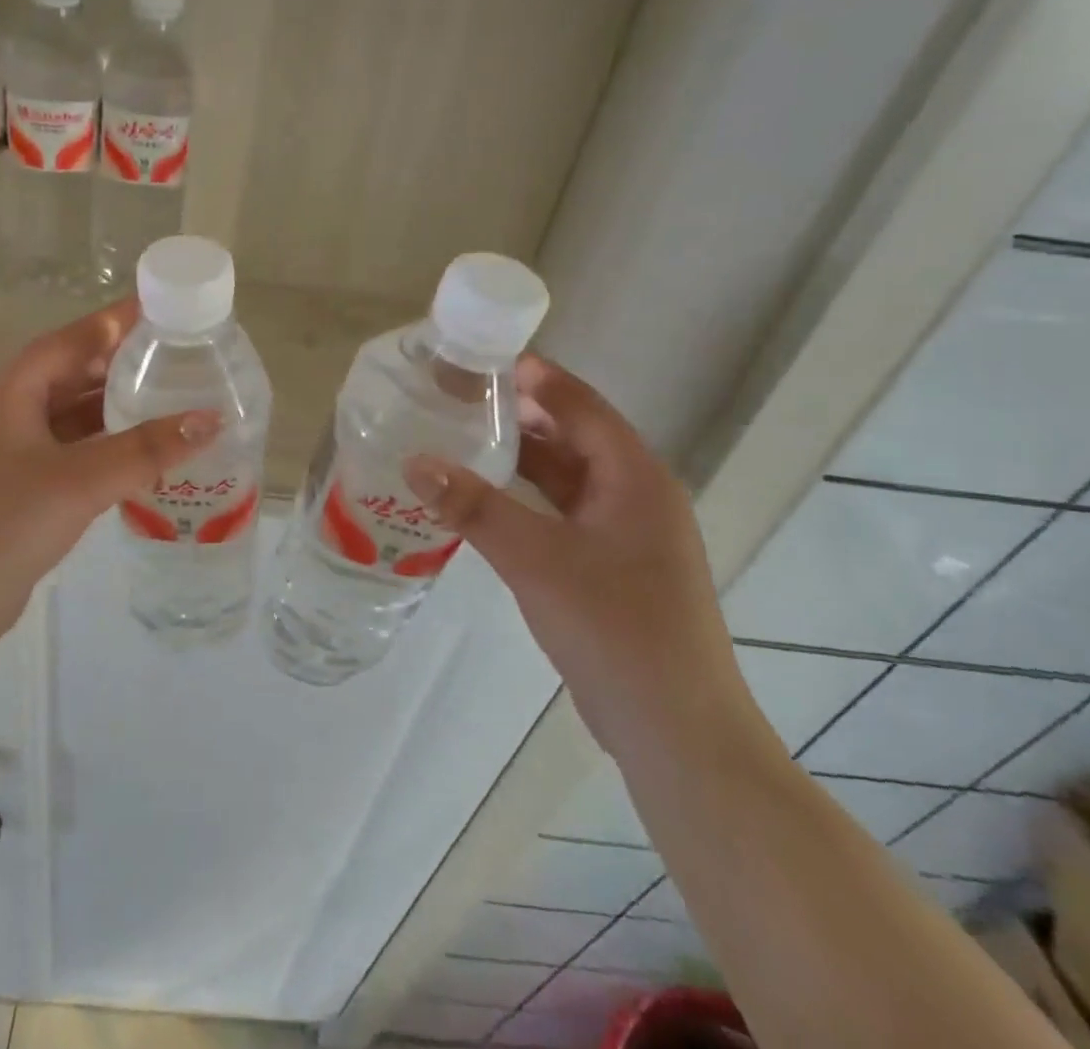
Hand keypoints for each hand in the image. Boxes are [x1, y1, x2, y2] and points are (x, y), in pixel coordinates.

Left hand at [0, 298, 220, 660]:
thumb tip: (212, 419)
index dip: (122, 320)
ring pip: (73, 417)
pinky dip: (105, 450)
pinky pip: (70, 454)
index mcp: (11, 388)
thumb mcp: (77, 482)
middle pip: (75, 373)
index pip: (76, 337)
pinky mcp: (15, 490)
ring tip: (176, 404)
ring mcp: (8, 452)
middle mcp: (8, 410)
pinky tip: (143, 459)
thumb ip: (145, 450)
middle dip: (127, 366)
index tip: (172, 310)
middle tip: (187, 361)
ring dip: (118, 411)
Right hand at [403, 357, 765, 768]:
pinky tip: (484, 500)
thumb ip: (473, 506)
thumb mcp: (535, 559)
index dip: (532, 376)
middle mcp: (635, 494)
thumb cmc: (614, 627)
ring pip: (565, 476)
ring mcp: (625, 533)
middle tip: (456, 398)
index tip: (477, 358)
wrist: (675, 730)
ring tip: (461, 438)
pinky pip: (561, 512)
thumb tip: (414, 460)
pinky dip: (525, 497)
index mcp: (634, 477)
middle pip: (571, 435)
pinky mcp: (611, 565)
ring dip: (519, 457)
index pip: (579, 404)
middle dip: (518, 413)